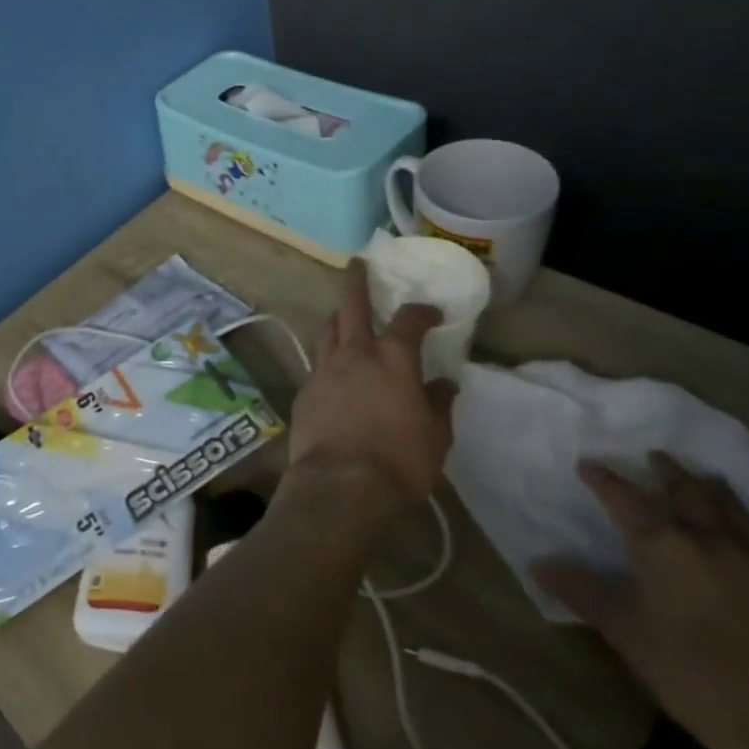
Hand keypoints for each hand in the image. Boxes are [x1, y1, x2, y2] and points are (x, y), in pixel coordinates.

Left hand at [283, 260, 455, 510]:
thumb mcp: (436, 436)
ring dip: (337, 317)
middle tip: (356, 264)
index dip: (422, 311)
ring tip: (342, 315)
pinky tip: (333, 370)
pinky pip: (318, 363)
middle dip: (355, 281)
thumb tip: (444, 384)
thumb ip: (438, 404)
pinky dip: (328, 357)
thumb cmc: (399, 460)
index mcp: (392, 358)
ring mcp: (323, 369)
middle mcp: (354, 352)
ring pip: (328, 329)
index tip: (432, 313)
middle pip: (351, 305)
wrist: (340, 484)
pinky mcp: (304, 390)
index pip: (409, 319)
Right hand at [534, 454, 748, 748]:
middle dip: (665, 469)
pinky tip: (732, 528)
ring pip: (728, 505)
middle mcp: (708, 539)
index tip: (587, 465)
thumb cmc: (693, 675)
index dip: (602, 478)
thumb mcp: (624, 633)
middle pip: (686, 488)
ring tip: (697, 476)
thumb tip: (538, 563)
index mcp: (663, 544)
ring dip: (707, 485)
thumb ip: (581, 591)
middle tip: (651, 456)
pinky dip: (736, 516)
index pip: (624, 496)